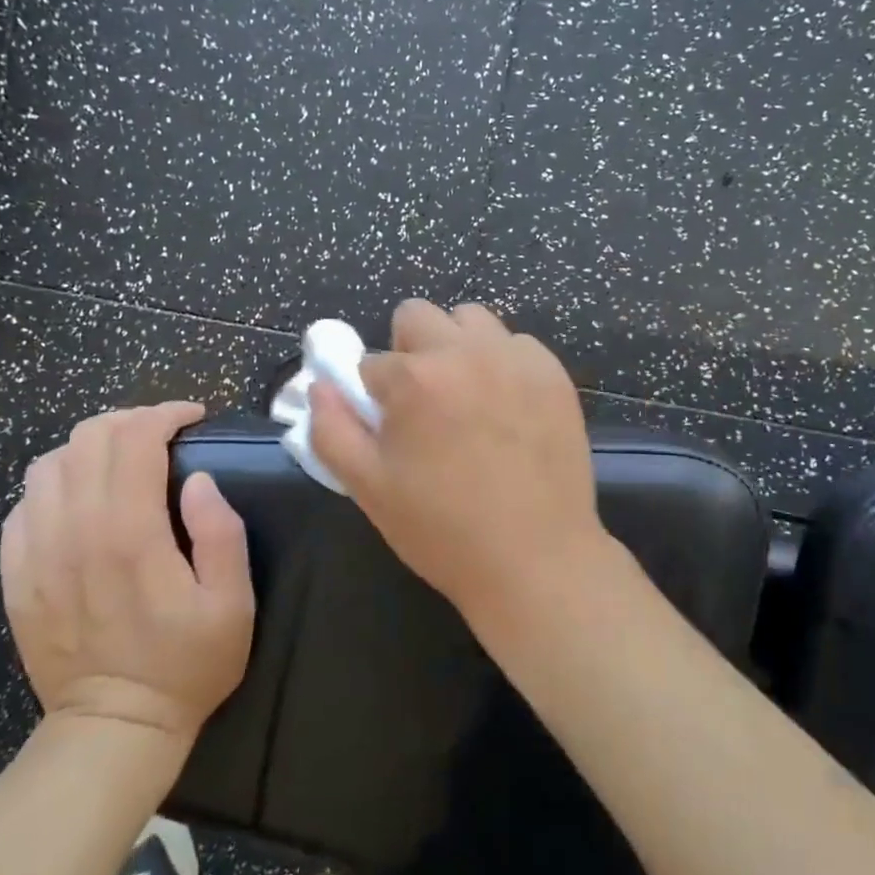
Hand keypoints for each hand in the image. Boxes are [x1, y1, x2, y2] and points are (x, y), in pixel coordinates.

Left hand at [0, 403, 253, 743]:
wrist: (114, 726)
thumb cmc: (187, 663)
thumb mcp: (233, 603)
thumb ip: (221, 534)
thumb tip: (200, 481)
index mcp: (130, 535)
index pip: (135, 440)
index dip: (165, 414)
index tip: (192, 418)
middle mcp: (75, 532)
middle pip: (88, 439)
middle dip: (130, 420)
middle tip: (163, 433)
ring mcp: (37, 553)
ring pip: (49, 463)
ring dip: (90, 446)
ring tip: (123, 458)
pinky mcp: (17, 575)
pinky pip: (23, 503)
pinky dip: (56, 482)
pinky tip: (82, 498)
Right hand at [308, 300, 613, 624]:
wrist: (537, 559)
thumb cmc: (443, 530)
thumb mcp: (369, 488)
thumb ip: (331, 430)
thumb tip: (320, 386)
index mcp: (414, 378)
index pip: (371, 363)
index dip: (374, 397)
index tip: (391, 428)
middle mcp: (466, 352)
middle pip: (417, 316)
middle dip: (409, 351)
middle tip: (423, 402)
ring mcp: (516, 358)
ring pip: (471, 320)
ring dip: (457, 347)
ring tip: (466, 397)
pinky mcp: (554, 373)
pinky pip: (517, 344)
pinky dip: (503, 364)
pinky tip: (508, 408)